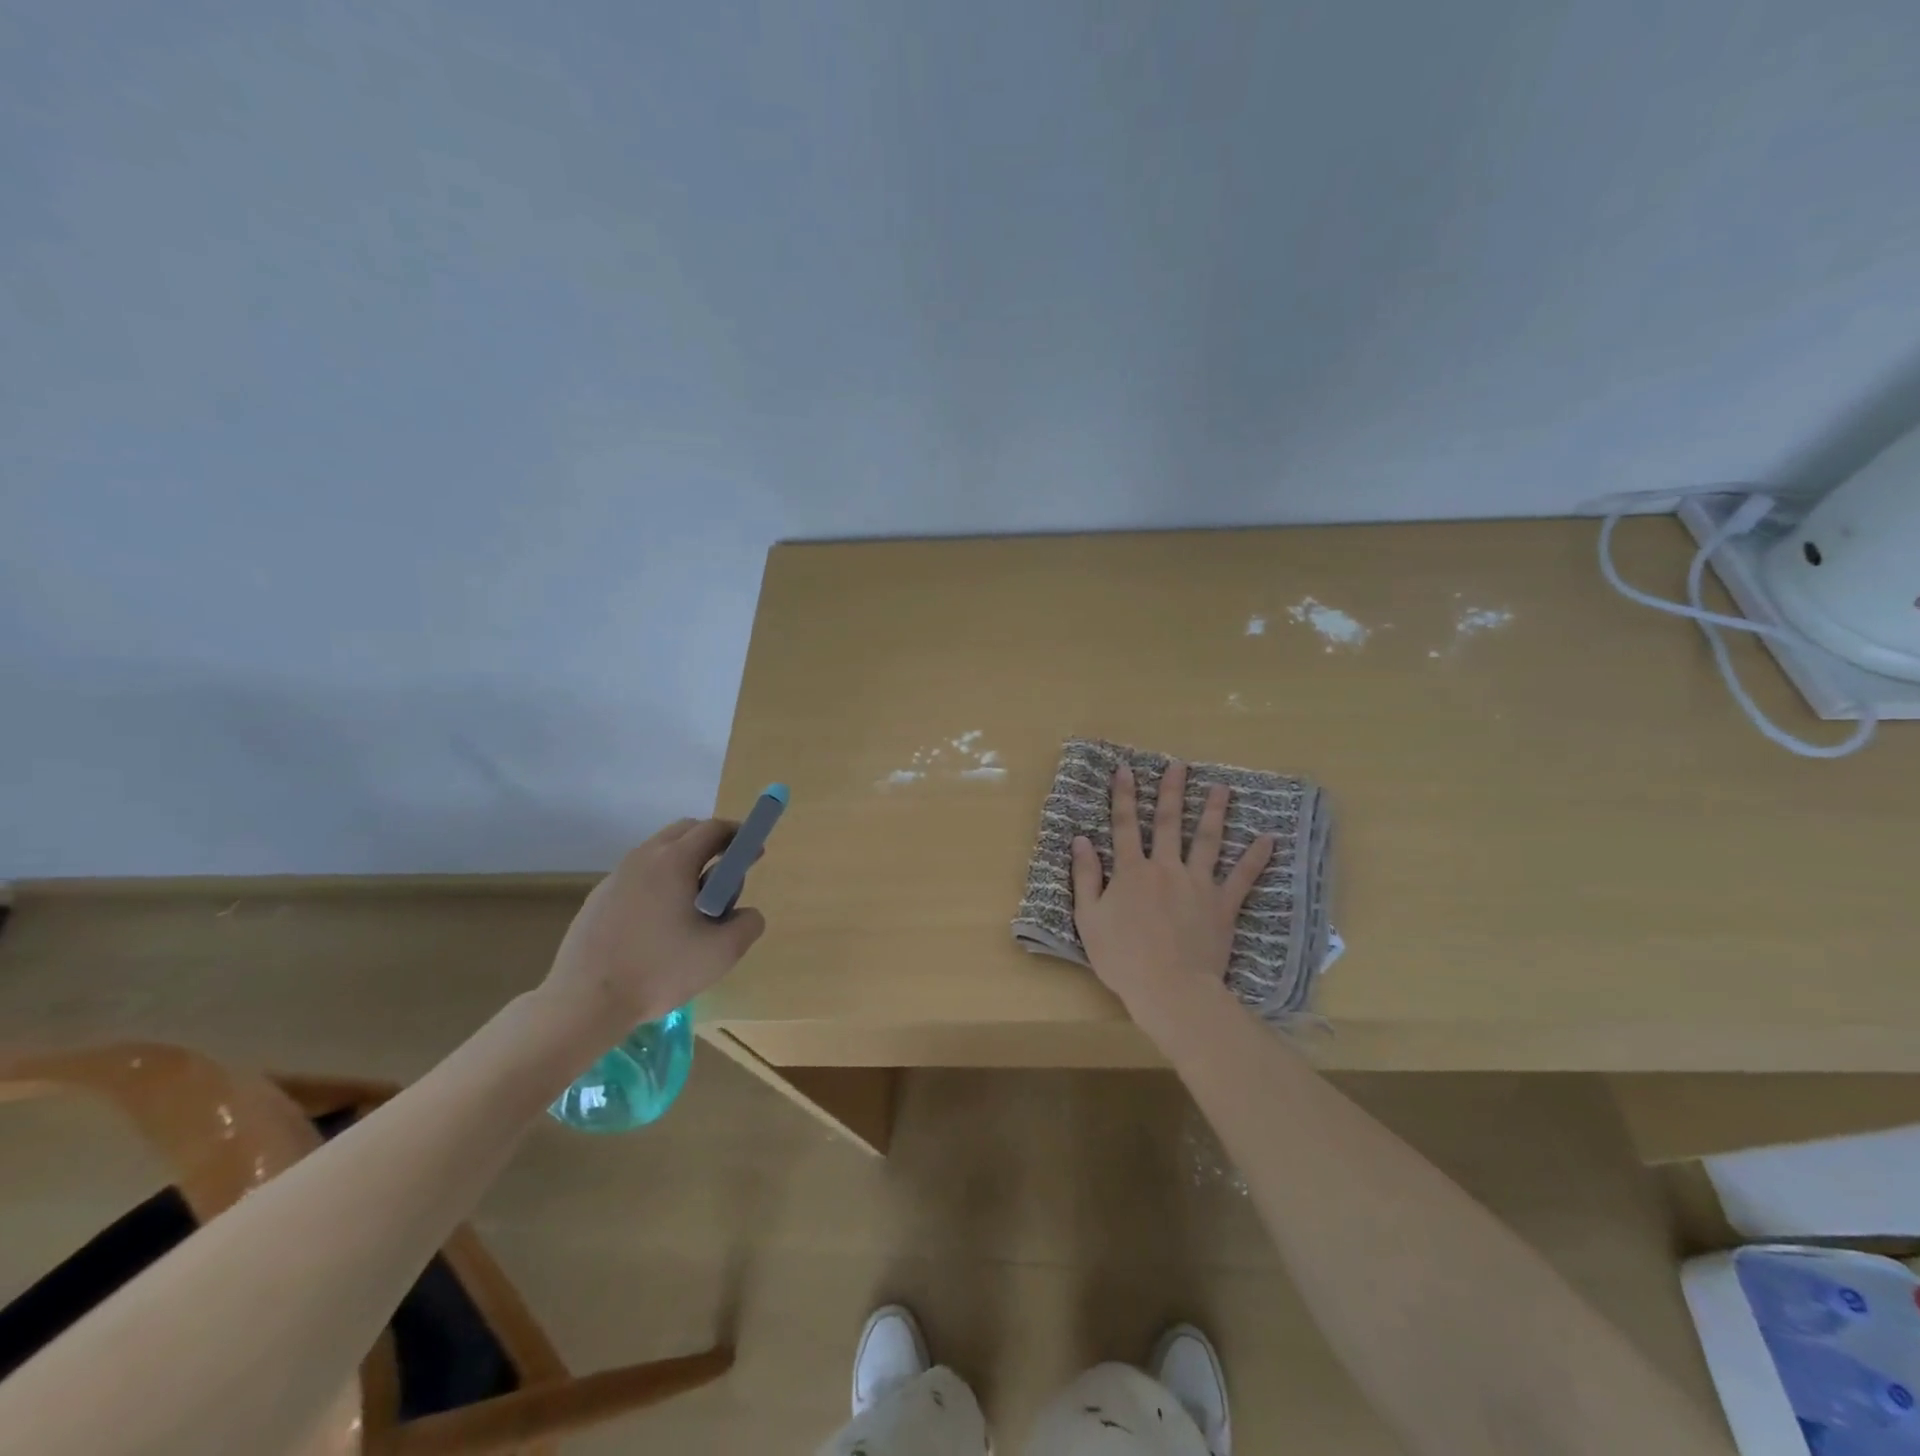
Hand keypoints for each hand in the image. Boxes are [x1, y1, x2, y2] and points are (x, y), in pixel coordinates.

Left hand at [542, 818, 766, 1034]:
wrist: (584, 1003)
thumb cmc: (659, 971)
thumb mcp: (722, 952)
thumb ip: (748, 924)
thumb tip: (746, 913)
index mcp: (675, 861)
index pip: (714, 828)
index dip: (739, 836)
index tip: (753, 854)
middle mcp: (643, 857)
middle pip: (684, 832)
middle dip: (711, 844)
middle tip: (725, 877)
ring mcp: (615, 876)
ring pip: (659, 853)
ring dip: (683, 865)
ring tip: (692, 907)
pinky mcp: (597, 899)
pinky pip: (638, 877)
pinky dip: (658, 884)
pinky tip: (658, 926)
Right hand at [1070, 761, 1273, 1023]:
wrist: (1170, 989)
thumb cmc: (1122, 957)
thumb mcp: (1089, 919)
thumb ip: (1085, 877)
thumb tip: (1080, 840)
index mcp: (1131, 871)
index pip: (1124, 825)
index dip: (1123, 796)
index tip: (1125, 769)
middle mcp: (1165, 868)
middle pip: (1168, 823)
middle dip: (1172, 792)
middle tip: (1178, 766)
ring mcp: (1198, 884)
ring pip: (1206, 840)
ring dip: (1213, 811)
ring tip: (1221, 787)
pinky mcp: (1223, 905)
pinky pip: (1242, 877)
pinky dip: (1256, 857)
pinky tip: (1268, 837)